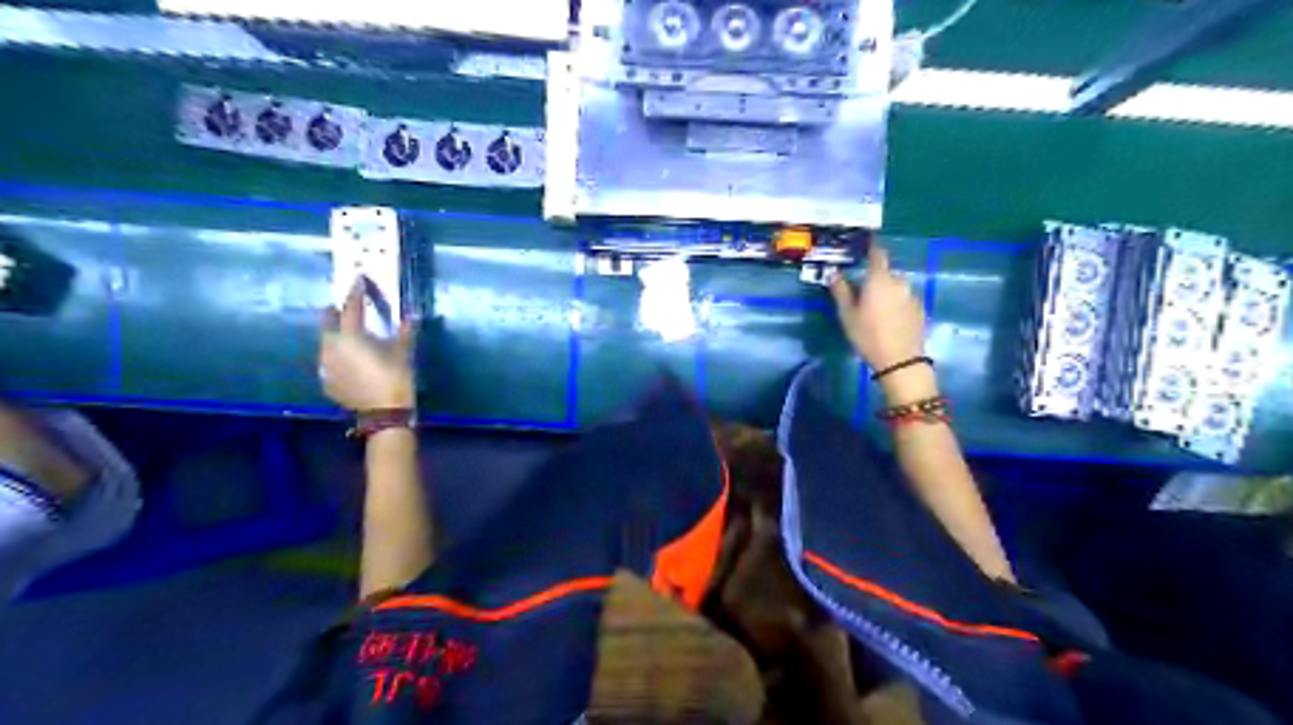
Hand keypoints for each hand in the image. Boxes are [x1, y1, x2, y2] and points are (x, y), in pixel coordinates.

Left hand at [319, 278, 412, 413]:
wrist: (384, 413)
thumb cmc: (396, 378)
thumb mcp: (403, 352)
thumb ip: (404, 331)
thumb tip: (409, 315)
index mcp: (350, 336)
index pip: (350, 308)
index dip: (355, 293)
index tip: (357, 280)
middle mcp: (331, 348)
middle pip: (328, 323)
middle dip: (336, 313)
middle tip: (345, 307)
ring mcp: (326, 365)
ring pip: (326, 343)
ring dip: (335, 335)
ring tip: (347, 334)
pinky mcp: (327, 381)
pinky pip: (329, 361)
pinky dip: (337, 355)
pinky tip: (348, 360)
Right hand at [834, 241, 923, 370]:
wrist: (900, 359)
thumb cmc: (868, 335)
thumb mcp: (847, 315)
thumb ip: (840, 291)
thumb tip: (833, 273)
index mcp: (879, 279)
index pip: (877, 254)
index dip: (871, 248)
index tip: (865, 245)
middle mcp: (898, 281)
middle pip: (885, 273)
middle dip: (875, 278)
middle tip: (862, 294)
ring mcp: (912, 295)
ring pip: (895, 286)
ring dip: (886, 292)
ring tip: (875, 310)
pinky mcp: (920, 308)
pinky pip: (904, 299)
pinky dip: (896, 303)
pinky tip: (889, 319)